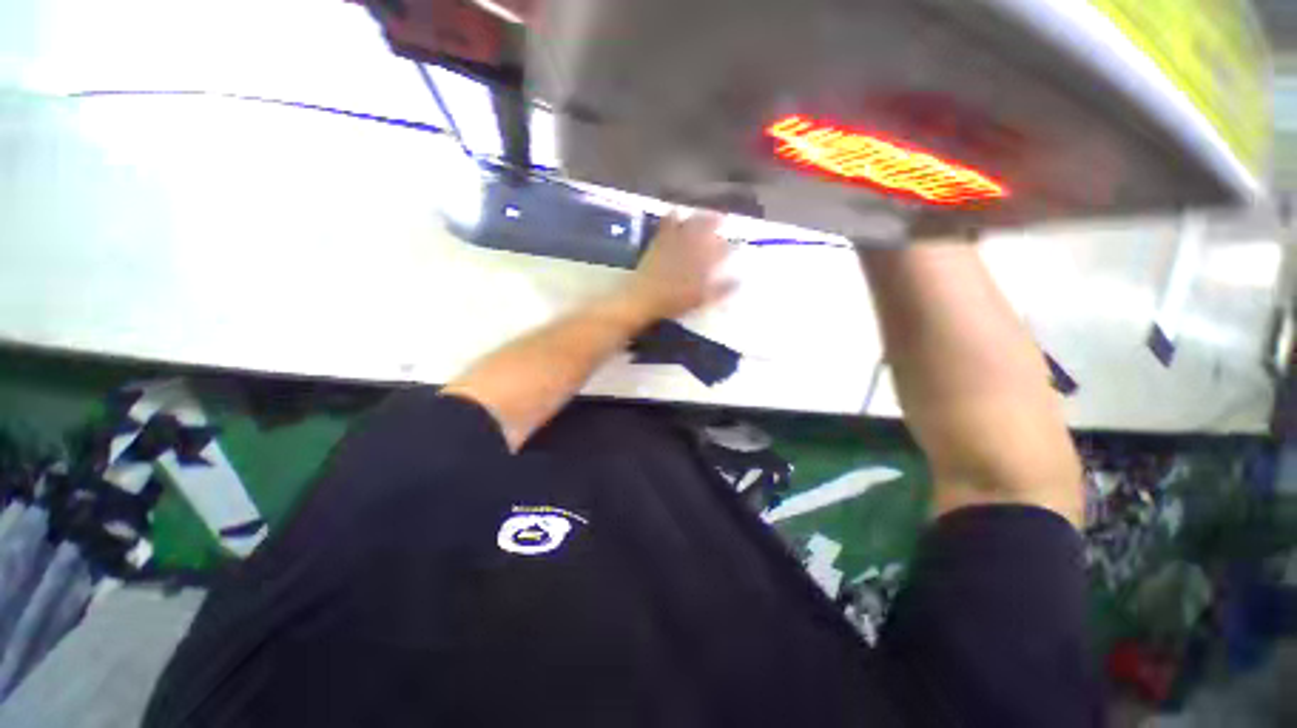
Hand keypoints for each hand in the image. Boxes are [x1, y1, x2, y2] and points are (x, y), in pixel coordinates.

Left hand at [620, 211, 734, 320]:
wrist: (643, 298)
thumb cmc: (673, 302)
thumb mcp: (701, 299)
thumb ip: (721, 289)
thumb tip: (740, 281)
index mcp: (703, 262)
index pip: (721, 250)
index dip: (730, 245)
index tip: (737, 242)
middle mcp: (690, 248)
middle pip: (706, 231)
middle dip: (716, 223)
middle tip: (723, 217)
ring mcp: (673, 243)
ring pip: (689, 225)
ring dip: (698, 217)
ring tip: (706, 212)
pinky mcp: (658, 243)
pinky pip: (667, 225)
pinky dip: (672, 217)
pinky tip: (675, 210)